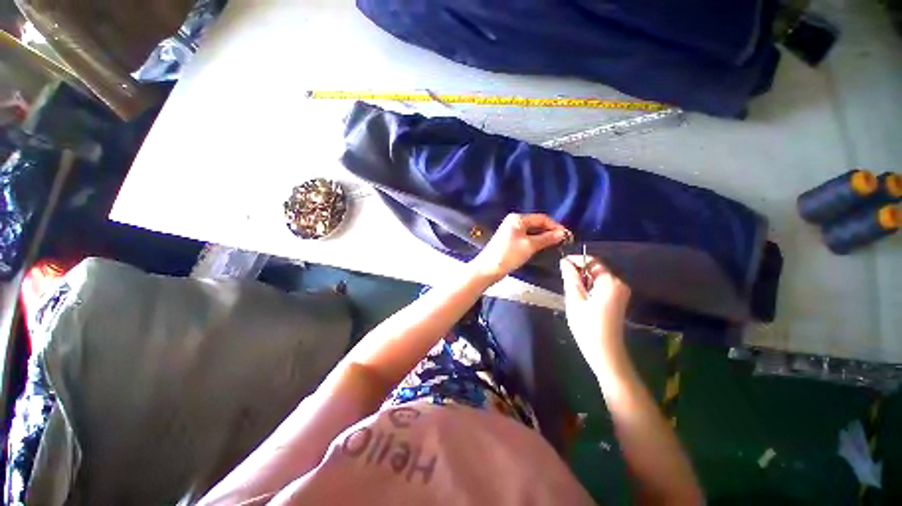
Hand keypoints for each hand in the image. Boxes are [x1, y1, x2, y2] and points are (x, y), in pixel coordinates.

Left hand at [470, 213, 569, 281]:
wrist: (488, 268)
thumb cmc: (509, 255)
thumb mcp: (529, 246)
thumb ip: (546, 238)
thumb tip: (562, 233)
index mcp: (518, 218)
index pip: (542, 218)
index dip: (555, 226)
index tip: (567, 236)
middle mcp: (514, 222)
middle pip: (537, 224)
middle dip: (550, 232)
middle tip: (563, 241)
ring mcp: (511, 231)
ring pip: (532, 231)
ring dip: (543, 237)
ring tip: (555, 245)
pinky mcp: (510, 240)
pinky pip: (526, 238)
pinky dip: (535, 241)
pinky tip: (542, 248)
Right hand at [560, 255, 631, 371]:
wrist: (605, 352)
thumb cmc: (587, 326)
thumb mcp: (575, 300)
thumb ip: (570, 278)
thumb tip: (564, 261)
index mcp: (610, 282)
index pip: (592, 261)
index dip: (576, 260)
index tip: (561, 264)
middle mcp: (619, 284)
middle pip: (595, 269)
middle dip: (578, 272)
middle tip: (564, 282)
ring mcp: (620, 293)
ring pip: (597, 278)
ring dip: (582, 281)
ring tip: (571, 292)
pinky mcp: (618, 300)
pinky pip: (601, 286)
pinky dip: (589, 288)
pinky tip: (581, 299)